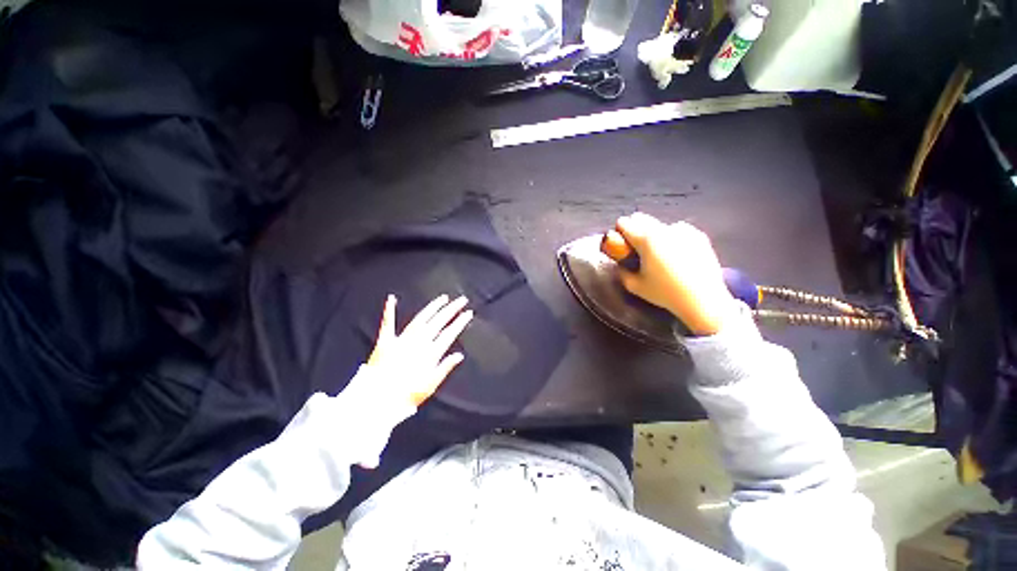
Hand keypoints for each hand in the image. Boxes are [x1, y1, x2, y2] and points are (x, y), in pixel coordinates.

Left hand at [341, 294, 471, 468]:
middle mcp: (418, 341)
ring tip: (443, 298)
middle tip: (461, 299)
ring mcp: (402, 339)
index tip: (469, 313)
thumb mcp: (431, 385)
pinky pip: (388, 323)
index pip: (449, 333)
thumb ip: (445, 367)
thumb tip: (459, 355)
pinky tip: (392, 298)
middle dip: (451, 309)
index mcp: (430, 352)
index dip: (460, 322)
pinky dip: (389, 310)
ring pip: (421, 318)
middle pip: (438, 321)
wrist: (377, 400)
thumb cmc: (407, 395)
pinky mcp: (385, 341)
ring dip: (432, 307)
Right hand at [611, 213, 733, 335]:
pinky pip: (678, 230)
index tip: (620, 243)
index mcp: (646, 239)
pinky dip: (672, 237)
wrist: (703, 299)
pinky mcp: (698, 235)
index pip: (624, 223)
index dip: (618, 231)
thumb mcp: (635, 286)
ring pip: (660, 224)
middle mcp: (664, 229)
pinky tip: (676, 254)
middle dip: (634, 229)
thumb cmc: (665, 293)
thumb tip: (620, 264)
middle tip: (635, 247)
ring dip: (653, 233)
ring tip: (658, 253)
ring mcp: (683, 230)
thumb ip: (622, 272)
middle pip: (641, 218)